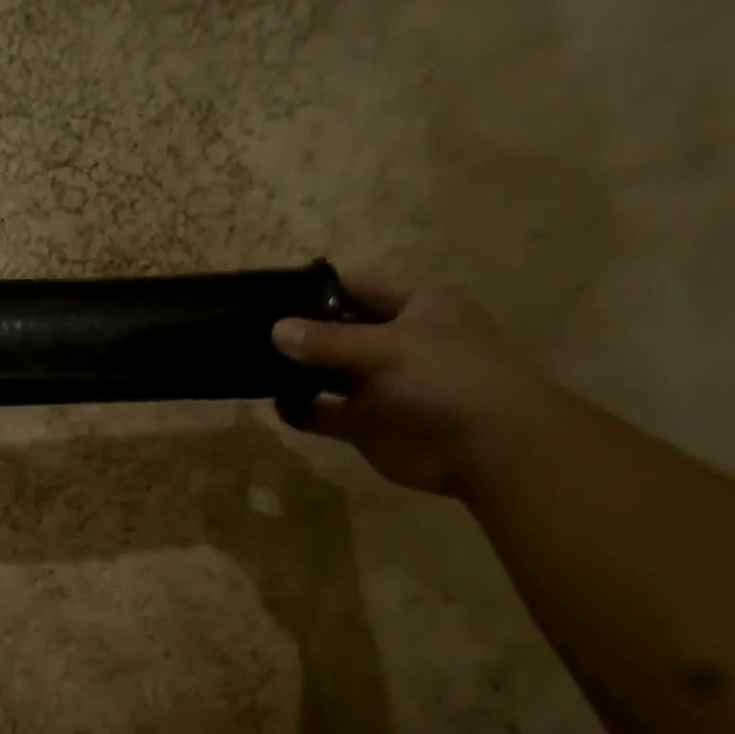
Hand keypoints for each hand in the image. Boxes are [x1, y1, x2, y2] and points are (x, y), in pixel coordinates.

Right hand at [271, 273, 560, 496]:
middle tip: (252, 334)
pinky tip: (277, 405)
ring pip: (328, 375)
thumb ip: (328, 341)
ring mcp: (380, 386)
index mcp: (416, 307)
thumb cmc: (444, 377)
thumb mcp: (386, 347)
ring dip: (297, 374)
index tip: (273, 294)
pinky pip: (325, 412)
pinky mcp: (365, 423)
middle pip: (339, 333)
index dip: (319, 289)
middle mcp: (396, 342)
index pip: (360, 287)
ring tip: (254, 368)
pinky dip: (301, 409)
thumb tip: (275, 330)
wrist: (482, 446)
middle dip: (300, 334)